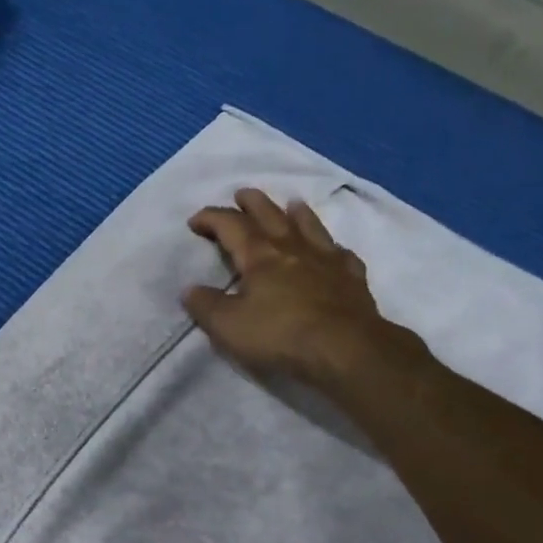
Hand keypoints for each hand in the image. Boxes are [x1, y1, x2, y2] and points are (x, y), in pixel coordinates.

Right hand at [183, 188, 422, 388]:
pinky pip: (341, 255)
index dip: (211, 219)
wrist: (345, 348)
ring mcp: (327, 260)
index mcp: (260, 256)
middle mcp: (293, 248)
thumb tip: (190, 290)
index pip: (231, 226)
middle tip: (242, 194)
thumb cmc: (280, 335)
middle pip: (271, 215)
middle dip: (253, 203)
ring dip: (297, 213)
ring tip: (291, 204)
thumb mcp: (228, 326)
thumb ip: (207, 306)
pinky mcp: (352, 278)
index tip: (195, 221)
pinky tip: (334, 250)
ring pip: (310, 226)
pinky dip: (333, 248)